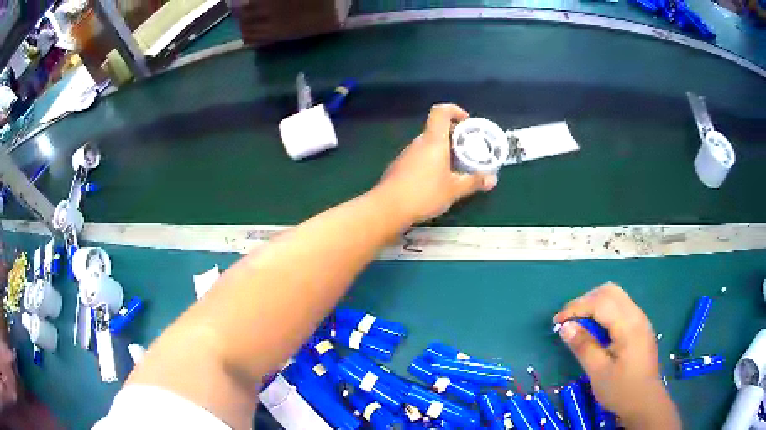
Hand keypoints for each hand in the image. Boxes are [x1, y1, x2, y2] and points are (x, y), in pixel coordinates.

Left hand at [374, 104, 496, 222]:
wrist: (388, 208)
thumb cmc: (424, 194)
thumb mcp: (454, 190)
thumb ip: (473, 182)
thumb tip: (492, 179)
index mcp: (433, 141)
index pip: (441, 112)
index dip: (454, 111)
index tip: (467, 123)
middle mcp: (418, 142)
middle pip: (436, 129)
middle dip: (454, 137)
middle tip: (467, 151)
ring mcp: (406, 154)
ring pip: (428, 145)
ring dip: (442, 151)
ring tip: (454, 169)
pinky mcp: (399, 166)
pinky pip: (419, 157)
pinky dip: (431, 161)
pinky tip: (435, 181)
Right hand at [554, 283, 680, 428]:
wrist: (645, 402)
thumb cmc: (621, 390)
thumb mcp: (598, 372)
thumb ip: (583, 347)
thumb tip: (565, 327)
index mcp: (628, 325)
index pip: (600, 302)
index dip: (575, 308)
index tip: (556, 322)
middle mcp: (637, 315)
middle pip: (609, 291)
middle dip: (585, 300)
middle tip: (568, 320)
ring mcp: (640, 319)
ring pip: (616, 296)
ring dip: (594, 303)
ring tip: (579, 322)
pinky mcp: (640, 326)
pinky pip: (620, 307)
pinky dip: (604, 310)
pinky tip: (596, 328)